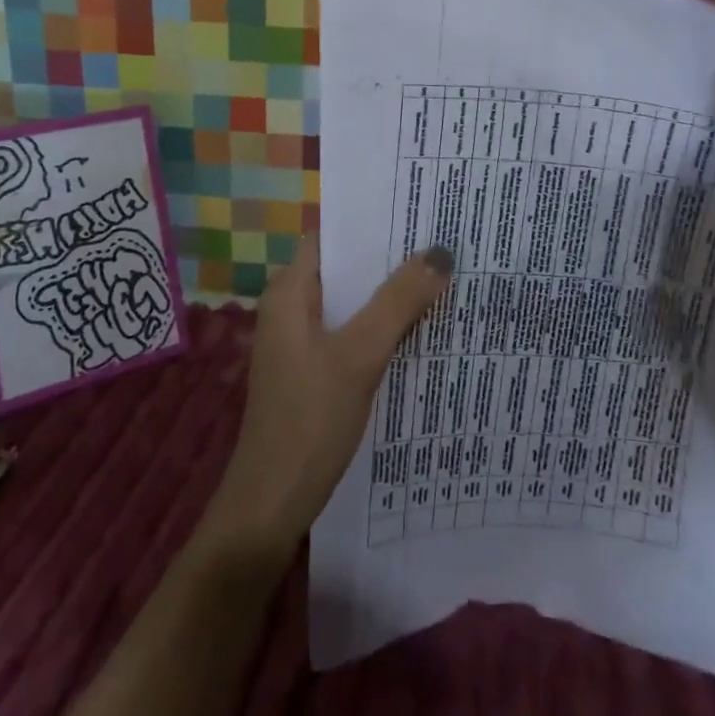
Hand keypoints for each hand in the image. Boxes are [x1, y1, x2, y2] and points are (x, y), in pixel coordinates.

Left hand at [201, 238, 451, 562]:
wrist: (271, 505)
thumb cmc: (309, 420)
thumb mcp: (359, 355)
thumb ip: (398, 302)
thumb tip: (441, 253)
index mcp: (290, 292)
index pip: (331, 236)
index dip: (370, 222)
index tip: (416, 211)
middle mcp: (291, 308)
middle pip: (344, 269)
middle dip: (389, 258)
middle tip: (442, 242)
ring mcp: (301, 342)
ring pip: (351, 303)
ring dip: (388, 294)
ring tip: (441, 278)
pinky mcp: (313, 371)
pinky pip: (351, 333)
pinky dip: (381, 326)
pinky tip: (419, 329)